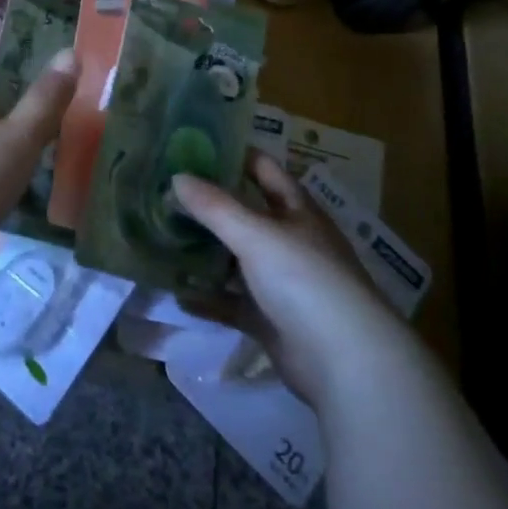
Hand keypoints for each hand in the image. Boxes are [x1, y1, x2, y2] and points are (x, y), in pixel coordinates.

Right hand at [174, 152, 410, 406]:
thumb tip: (176, 177)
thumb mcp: (256, 234)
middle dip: (210, 206)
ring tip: (162, 239)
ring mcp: (282, 283)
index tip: (193, 146)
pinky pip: (233, 303)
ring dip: (205, 252)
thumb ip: (214, 207)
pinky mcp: (271, 320)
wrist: (344, 362)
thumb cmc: (304, 279)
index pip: (264, 170)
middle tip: (165, 193)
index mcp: (297, 210)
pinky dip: (209, 299)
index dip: (234, 155)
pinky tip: (178, 294)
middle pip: (246, 214)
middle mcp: (290, 241)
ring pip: (236, 260)